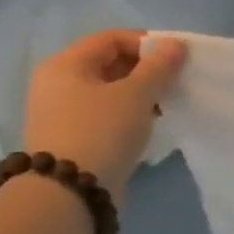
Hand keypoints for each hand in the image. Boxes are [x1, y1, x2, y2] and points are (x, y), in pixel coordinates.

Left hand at [23, 30, 186, 199]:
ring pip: (109, 91)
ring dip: (140, 94)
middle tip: (174, 83)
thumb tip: (175, 44)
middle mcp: (57, 84)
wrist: (69, 195)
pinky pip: (105, 114)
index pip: (112, 39)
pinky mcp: (71, 139)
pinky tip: (148, 125)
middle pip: (109, 63)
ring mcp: (61, 113)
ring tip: (165, 106)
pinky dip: (128, 114)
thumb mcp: (136, 94)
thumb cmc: (102, 131)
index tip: (176, 60)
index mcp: (66, 65)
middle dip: (146, 70)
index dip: (147, 43)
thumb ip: (159, 66)